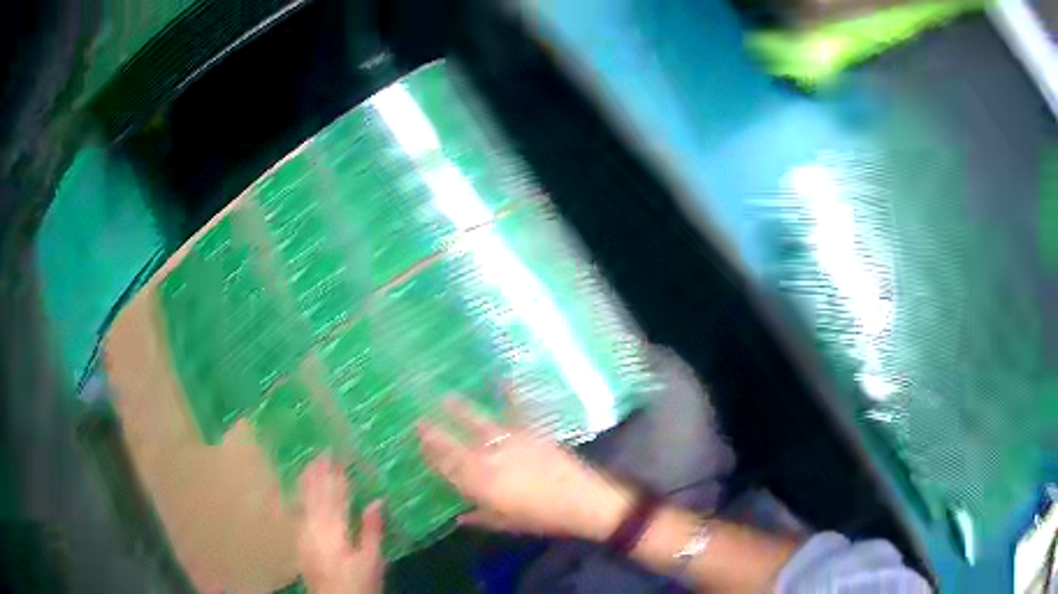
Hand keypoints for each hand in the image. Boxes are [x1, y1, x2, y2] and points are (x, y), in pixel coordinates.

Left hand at [297, 458, 384, 593]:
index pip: (336, 496)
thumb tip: (376, 500)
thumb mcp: (373, 560)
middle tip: (321, 452)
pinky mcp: (300, 542)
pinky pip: (298, 512)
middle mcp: (316, 527)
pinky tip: (300, 491)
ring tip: (309, 464)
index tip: (339, 456)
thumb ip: (372, 530)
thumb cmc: (359, 582)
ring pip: (304, 501)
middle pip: (316, 495)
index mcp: (335, 530)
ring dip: (307, 482)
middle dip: (319, 473)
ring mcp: (304, 534)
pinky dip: (299, 498)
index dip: (337, 475)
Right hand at [416, 398, 631, 540]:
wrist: (581, 500)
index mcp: (480, 483)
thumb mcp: (506, 523)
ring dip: (460, 410)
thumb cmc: (541, 518)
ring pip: (478, 423)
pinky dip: (511, 392)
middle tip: (418, 420)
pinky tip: (504, 377)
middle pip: (454, 443)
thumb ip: (480, 517)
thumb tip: (459, 517)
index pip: (446, 466)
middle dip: (434, 432)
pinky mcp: (532, 432)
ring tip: (445, 397)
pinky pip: (518, 409)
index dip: (430, 454)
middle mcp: (489, 459)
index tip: (418, 443)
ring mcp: (510, 442)